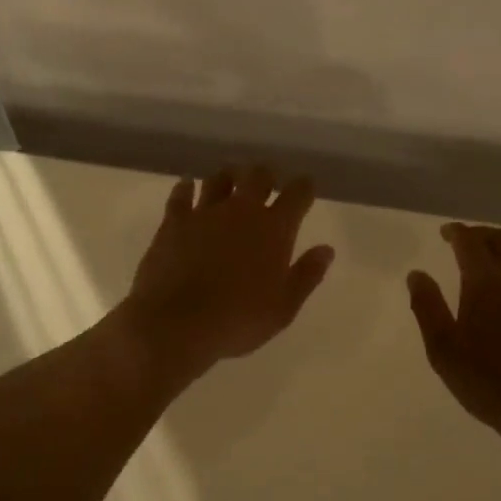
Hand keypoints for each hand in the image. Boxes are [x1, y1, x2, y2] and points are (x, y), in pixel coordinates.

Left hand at [120, 165, 335, 381]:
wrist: (176, 324)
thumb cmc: (238, 320)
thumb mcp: (283, 308)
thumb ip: (307, 275)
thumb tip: (326, 250)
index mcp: (274, 229)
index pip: (297, 194)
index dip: (304, 187)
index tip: (306, 187)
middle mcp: (242, 211)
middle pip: (258, 176)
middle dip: (265, 175)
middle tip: (266, 183)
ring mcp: (205, 212)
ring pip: (219, 179)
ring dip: (228, 177)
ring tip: (229, 181)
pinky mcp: (174, 221)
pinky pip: (181, 194)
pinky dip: (186, 187)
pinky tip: (187, 186)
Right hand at [408, 224, 500, 436]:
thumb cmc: (489, 383)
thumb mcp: (443, 350)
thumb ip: (427, 307)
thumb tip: (417, 274)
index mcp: (486, 281)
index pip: (470, 241)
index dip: (456, 232)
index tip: (445, 233)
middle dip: (482, 235)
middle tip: (467, 242)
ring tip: (496, 263)